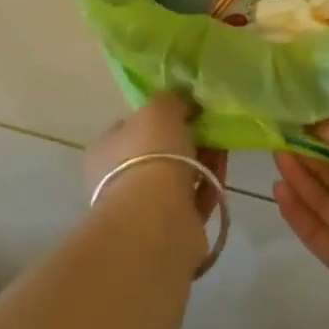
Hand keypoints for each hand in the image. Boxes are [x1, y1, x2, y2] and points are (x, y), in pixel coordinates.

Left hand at [85, 93, 228, 233]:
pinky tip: (222, 173)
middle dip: (185, 141)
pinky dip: (208, 186)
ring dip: (200, 163)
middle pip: (157, 153)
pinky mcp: (169, 229)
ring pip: (177, 178)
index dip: (159, 116)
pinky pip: (192, 201)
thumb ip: (171, 100)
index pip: (132, 127)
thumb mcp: (159, 110)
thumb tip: (184, 99)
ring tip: (222, 149)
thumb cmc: (150, 155)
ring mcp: (143, 208)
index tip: (187, 110)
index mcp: (105, 150)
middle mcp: (118, 180)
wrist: (157, 220)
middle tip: (210, 129)